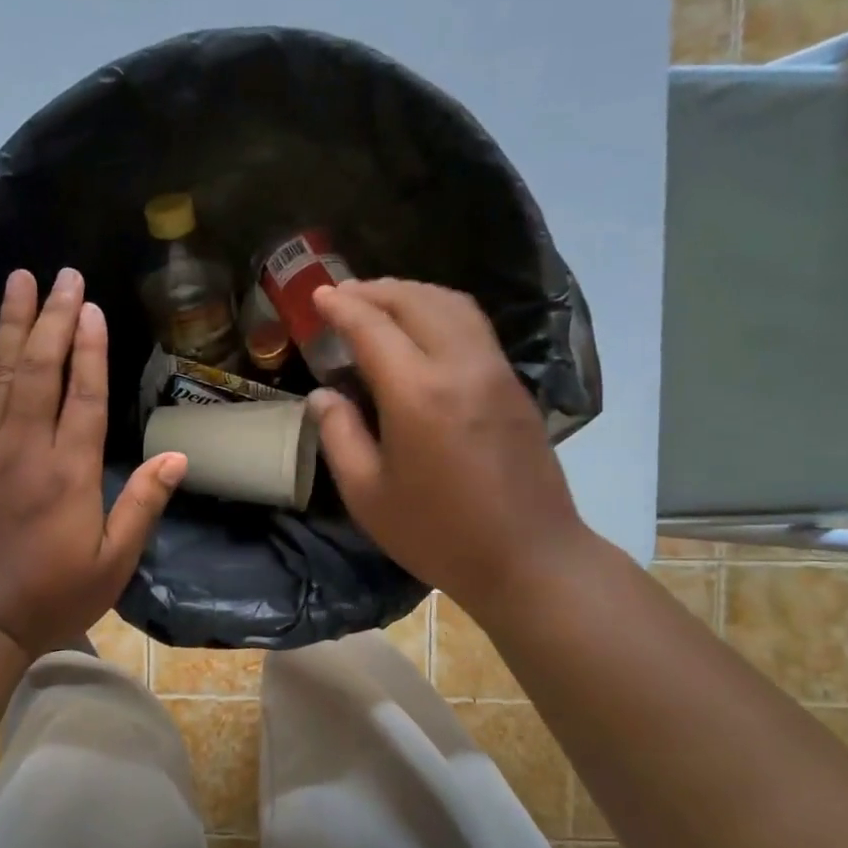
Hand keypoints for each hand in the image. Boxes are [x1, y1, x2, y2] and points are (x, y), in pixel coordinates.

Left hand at [0, 268, 185, 656]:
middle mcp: (24, 447)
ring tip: (21, 279)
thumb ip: (143, 505)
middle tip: (63, 276)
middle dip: (55, 319)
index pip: (83, 394)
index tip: (91, 306)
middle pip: (42, 370)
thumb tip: (177, 458)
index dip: (90, 347)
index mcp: (69, 471)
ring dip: (11, 323)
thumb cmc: (51, 594)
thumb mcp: (113, 562)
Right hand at [308, 278, 594, 614]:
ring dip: (411, 293)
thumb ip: (339, 436)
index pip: (373, 326)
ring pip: (452, 304)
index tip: (317, 296)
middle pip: (416, 300)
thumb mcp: (368, 495)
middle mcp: (459, 367)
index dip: (341, 306)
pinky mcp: (513, 384)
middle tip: (343, 295)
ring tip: (380, 302)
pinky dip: (439, 310)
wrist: (529, 558)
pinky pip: (472, 326)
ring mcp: (494, 371)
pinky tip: (422, 329)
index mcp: (417, 394)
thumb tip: (322, 395)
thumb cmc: (438, 534)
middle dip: (374, 289)